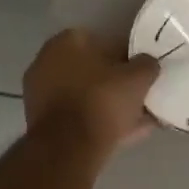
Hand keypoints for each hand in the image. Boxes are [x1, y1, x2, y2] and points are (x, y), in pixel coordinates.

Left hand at [22, 29, 158, 151]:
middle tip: (139, 95)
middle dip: (114, 82)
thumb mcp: (138, 78)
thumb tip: (148, 63)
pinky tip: (125, 133)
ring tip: (139, 119)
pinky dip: (98, 121)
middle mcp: (47, 61)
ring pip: (85, 95)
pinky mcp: (42, 121)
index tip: (141, 73)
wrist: (69, 147)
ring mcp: (41, 93)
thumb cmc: (102, 100)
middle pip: (91, 70)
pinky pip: (78, 116)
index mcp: (67, 41)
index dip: (126, 57)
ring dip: (108, 104)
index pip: (103, 42)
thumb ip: (147, 65)